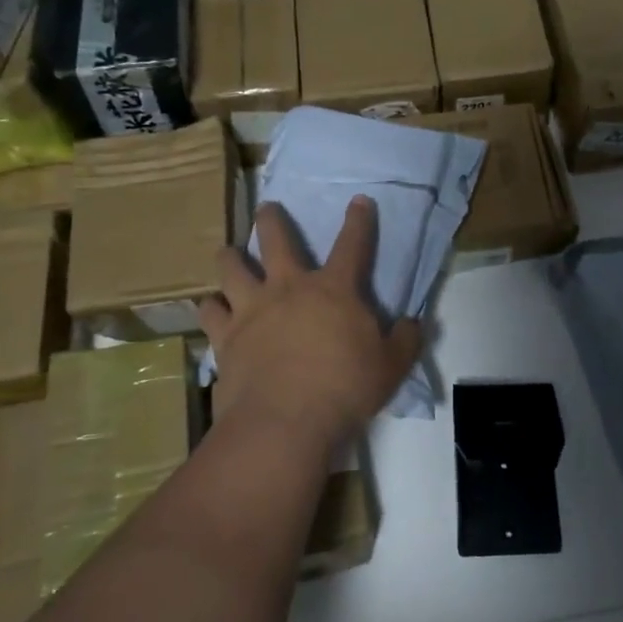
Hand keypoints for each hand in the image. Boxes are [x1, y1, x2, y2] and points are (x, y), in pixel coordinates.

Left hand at [200, 196, 421, 442]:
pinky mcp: (225, 337)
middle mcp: (289, 288)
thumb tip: (411, 323)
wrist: (285, 421)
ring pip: (231, 268)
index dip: (359, 220)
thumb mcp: (391, 367)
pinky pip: (210, 312)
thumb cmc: (344, 390)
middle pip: (276, 240)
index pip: (352, 245)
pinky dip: (211, 307)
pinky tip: (212, 308)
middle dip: (272, 219)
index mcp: (334, 290)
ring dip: (230, 257)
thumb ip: (404, 341)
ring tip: (228, 253)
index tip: (360, 200)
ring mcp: (252, 309)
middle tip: (267, 207)